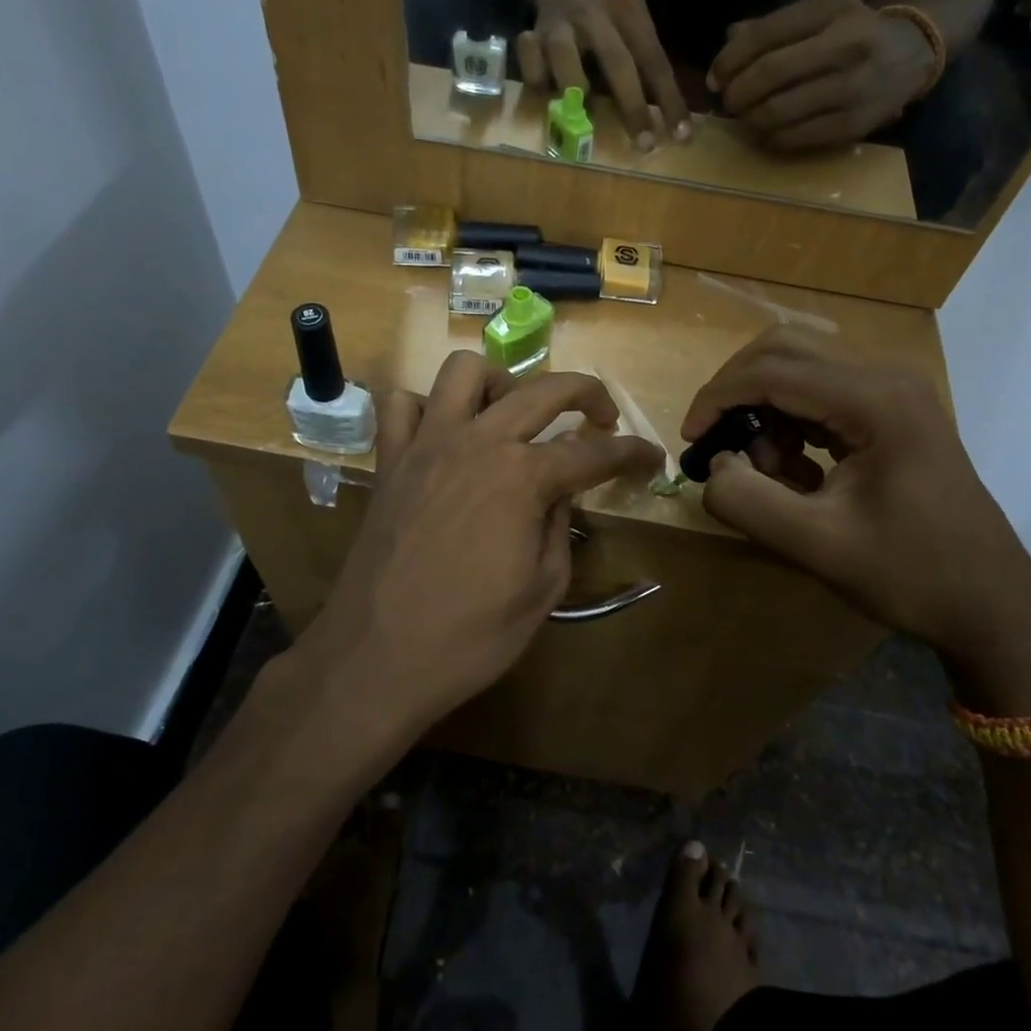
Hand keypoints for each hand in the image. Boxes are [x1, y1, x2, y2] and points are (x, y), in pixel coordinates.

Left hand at [309, 353, 660, 733]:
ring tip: (513, 418)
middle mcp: (478, 442)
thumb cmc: (471, 636)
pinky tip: (444, 437)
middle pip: (543, 390)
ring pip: (464, 371)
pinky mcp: (390, 461)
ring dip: (500, 383)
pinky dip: (427, 409)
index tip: (653, 459)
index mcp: (523, 477)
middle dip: (586, 392)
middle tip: (602, 417)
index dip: (632, 454)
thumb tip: (560, 490)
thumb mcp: (544, 589)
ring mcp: (427, 445)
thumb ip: (559, 526)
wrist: (377, 659)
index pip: (595, 453)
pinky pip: (401, 406)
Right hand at [518, 0, 691, 148]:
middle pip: (618, 64)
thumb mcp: (630, 9)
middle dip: (634, 108)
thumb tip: (663, 108)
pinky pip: (534, 71)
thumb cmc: (601, 0)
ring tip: (580, 117)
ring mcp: (560, 25)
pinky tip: (544, 88)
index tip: (681, 135)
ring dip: (578, 95)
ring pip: (569, 68)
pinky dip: (538, 83)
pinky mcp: (532, 37)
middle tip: (645, 145)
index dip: (669, 100)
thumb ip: (642, 50)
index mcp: (627, 7)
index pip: (654, 59)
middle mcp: (594, 14)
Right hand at [681, 329, 1030, 682]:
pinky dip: (792, 421)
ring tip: (764, 469)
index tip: (690, 440)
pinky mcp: (893, 412)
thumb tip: (712, 467)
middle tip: (715, 439)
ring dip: (766, 407)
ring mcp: (894, 392)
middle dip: (737, 389)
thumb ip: (748, 502)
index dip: (718, 398)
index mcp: (875, 400)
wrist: (992, 605)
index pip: (772, 371)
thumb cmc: (912, 575)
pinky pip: (823, 394)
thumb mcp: (817, 546)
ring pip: (802, 366)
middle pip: (785, 347)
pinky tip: (795, 472)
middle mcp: (886, 378)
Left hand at [708, 0, 938, 151]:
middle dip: (736, 92)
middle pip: (768, 75)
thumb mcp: (819, 14)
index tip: (715, 78)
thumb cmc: (853, 32)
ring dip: (748, 118)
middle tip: (728, 100)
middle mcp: (846, 46)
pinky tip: (766, 130)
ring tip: (745, 116)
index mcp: (832, 10)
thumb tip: (726, 44)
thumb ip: (772, 26)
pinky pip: (792, 137)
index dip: (729, 60)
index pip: (764, 35)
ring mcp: (852, 89)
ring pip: (777, 111)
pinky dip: (768, 137)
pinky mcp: (852, 125)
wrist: (912, 55)